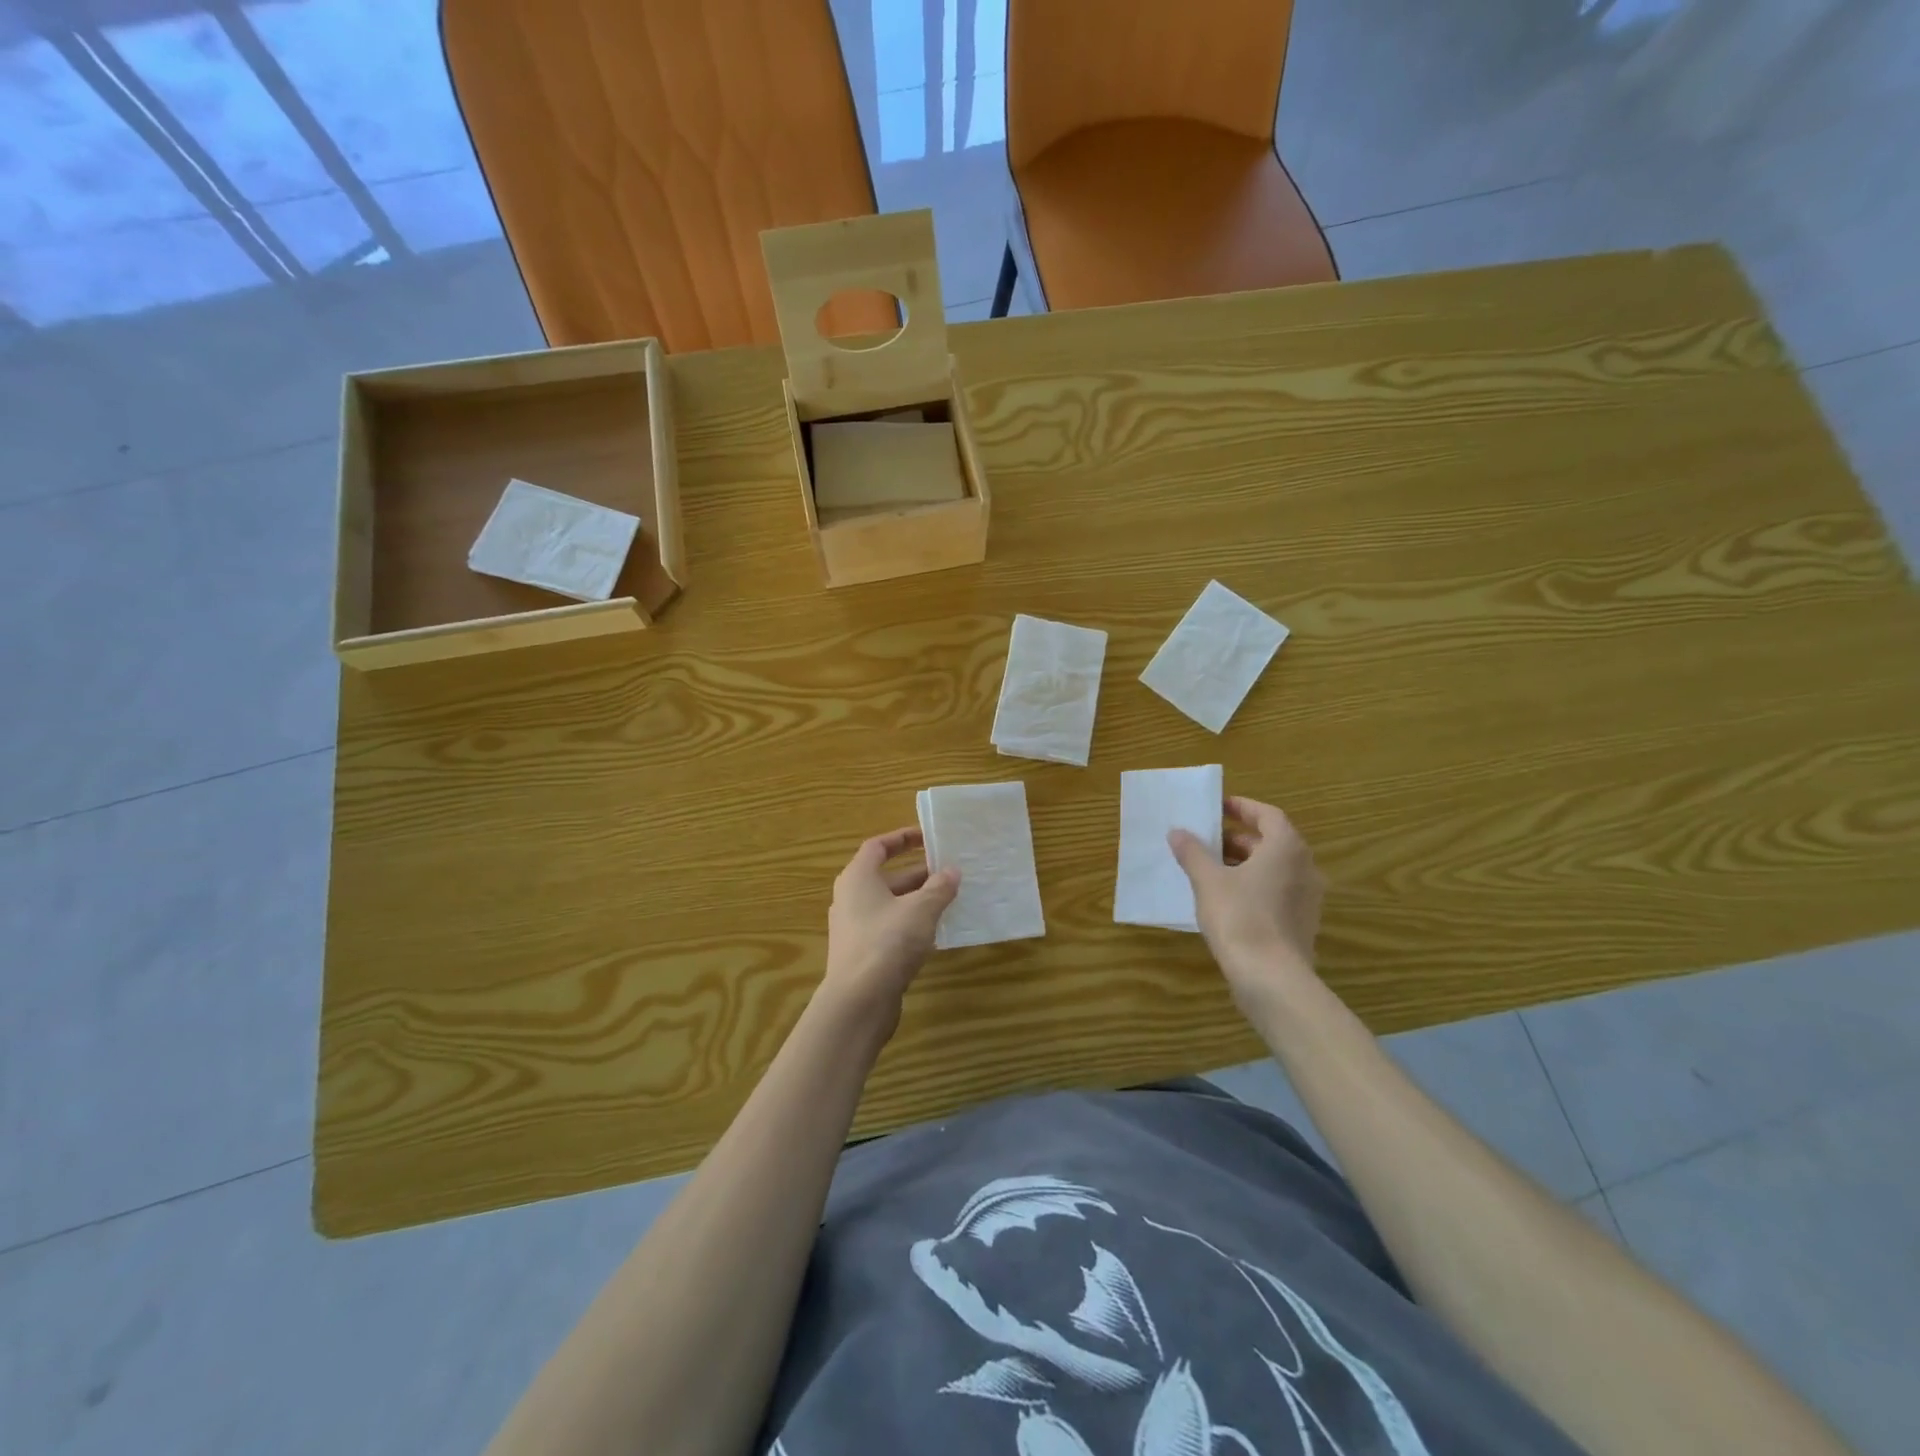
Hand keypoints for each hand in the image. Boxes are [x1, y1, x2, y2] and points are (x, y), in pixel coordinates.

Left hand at [822, 827, 960, 1031]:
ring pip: (890, 905)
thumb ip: (938, 888)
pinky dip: (911, 924)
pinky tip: (935, 933)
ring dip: (917, 900)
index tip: (927, 836)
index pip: (877, 847)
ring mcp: (854, 928)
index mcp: (857, 878)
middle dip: (918, 873)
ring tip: (949, 899)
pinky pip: (889, 929)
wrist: (858, 1001)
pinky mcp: (863, 954)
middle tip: (949, 871)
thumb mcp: (920, 910)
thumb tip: (952, 872)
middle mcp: (851, 898)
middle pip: (886, 877)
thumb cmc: (887, 942)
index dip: (902, 838)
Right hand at [1169, 796, 1324, 1010]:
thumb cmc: (1240, 917)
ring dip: (1245, 863)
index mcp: (1286, 848)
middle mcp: (1305, 868)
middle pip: (1272, 842)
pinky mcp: (1302, 923)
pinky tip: (1226, 899)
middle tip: (1208, 840)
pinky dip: (1254, 886)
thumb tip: (1178, 832)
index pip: (1268, 815)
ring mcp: (1308, 898)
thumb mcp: (1208, 881)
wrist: (1271, 978)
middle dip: (1239, 838)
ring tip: (1211, 869)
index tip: (1218, 807)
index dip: (1242, 808)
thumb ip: (1193, 852)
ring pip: (1275, 869)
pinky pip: (1277, 892)